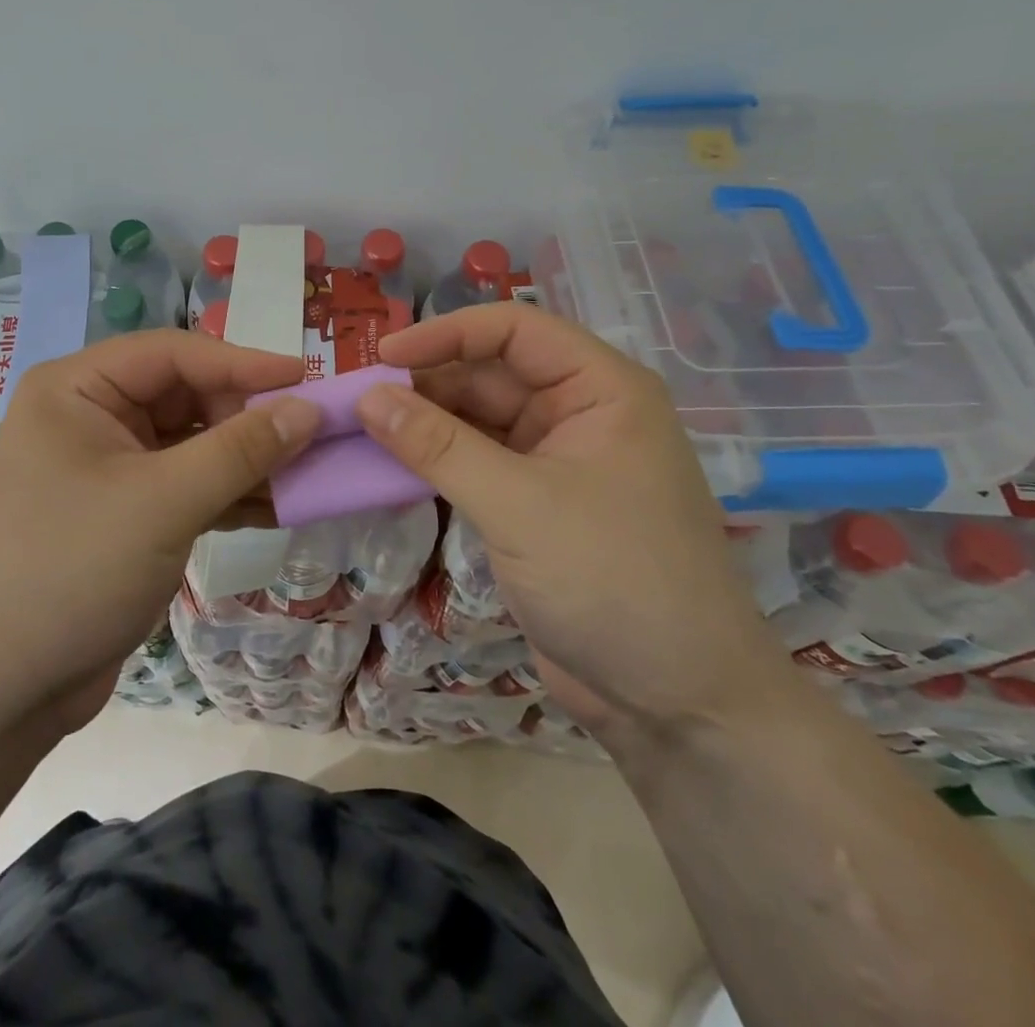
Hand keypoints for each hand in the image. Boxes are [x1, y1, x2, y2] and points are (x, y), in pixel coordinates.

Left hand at [0, 329, 319, 731]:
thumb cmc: (69, 570)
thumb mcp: (162, 502)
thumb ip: (241, 450)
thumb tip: (309, 409)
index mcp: (77, 389)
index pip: (174, 354)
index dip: (244, 362)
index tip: (308, 379)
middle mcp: (90, 417)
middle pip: (186, 396)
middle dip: (248, 417)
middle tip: (311, 437)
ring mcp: (108, 468)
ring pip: (192, 444)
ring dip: (247, 459)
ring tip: (310, 471)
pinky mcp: (124, 515)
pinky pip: (187, 486)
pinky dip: (229, 494)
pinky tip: (279, 506)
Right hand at [364, 304, 787, 734]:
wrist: (677, 704)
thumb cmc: (615, 581)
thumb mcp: (519, 505)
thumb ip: (438, 447)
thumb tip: (368, 398)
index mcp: (600, 390)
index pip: (515, 330)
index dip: (447, 334)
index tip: (383, 358)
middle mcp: (579, 414)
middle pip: (490, 373)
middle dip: (426, 383)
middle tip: (357, 402)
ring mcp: (556, 462)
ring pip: (477, 420)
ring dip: (424, 424)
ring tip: (360, 430)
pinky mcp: (534, 506)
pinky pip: (475, 463)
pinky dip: (435, 462)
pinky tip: (390, 466)